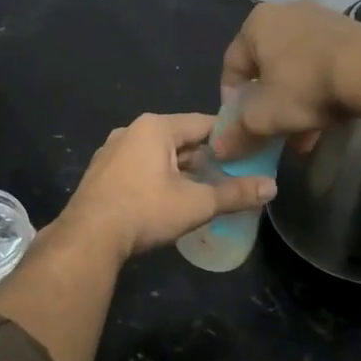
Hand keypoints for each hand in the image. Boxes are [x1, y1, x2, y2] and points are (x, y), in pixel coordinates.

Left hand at [57, 112, 276, 261]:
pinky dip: (159, 177)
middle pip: (180, 138)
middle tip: (232, 174)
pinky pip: (140, 167)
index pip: (203, 123)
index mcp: (155, 127)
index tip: (250, 151)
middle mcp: (131, 131)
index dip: (229, 136)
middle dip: (205, 156)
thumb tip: (272, 186)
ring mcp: (112, 151)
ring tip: (206, 188)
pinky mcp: (102, 173)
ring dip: (182, 169)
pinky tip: (171, 198)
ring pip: (158, 154)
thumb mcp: (197, 203)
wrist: (89, 237)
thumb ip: (235, 193)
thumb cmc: (145, 210)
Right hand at [211, 1, 360, 157]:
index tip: (243, 128)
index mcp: (256, 24)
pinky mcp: (349, 30)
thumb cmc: (306, 87)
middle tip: (275, 134)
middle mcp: (285, 12)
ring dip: (295, 103)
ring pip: (296, 69)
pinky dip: (319, 89)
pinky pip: (322, 63)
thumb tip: (219, 147)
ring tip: (304, 135)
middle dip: (269, 107)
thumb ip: (236, 133)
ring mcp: (320, 18)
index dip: (232, 103)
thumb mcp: (263, 118)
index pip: (232, 67)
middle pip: (267, 69)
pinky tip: (327, 119)